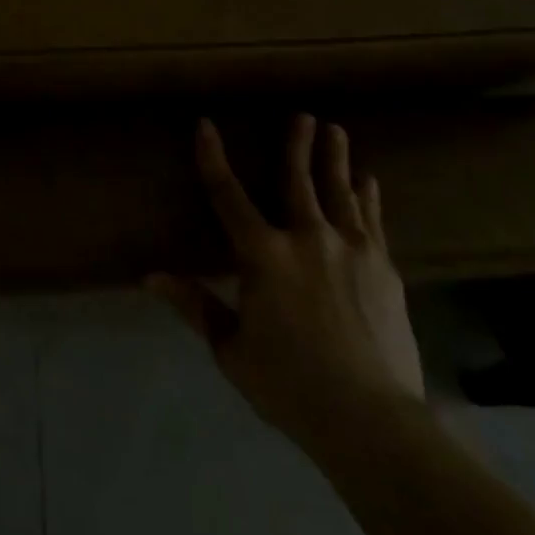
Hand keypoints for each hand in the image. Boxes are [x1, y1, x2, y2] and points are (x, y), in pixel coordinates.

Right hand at [147, 114, 423, 453]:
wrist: (372, 419)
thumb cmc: (289, 385)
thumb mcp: (231, 348)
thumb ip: (194, 305)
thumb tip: (150, 277)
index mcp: (263, 255)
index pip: (228, 195)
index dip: (213, 158)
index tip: (206, 125)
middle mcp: (307, 239)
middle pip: (297, 180)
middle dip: (297, 144)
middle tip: (303, 115)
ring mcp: (351, 250)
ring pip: (340, 192)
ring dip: (336, 160)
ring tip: (336, 130)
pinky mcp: (384, 268)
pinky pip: (372, 221)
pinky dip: (368, 198)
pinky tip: (369, 182)